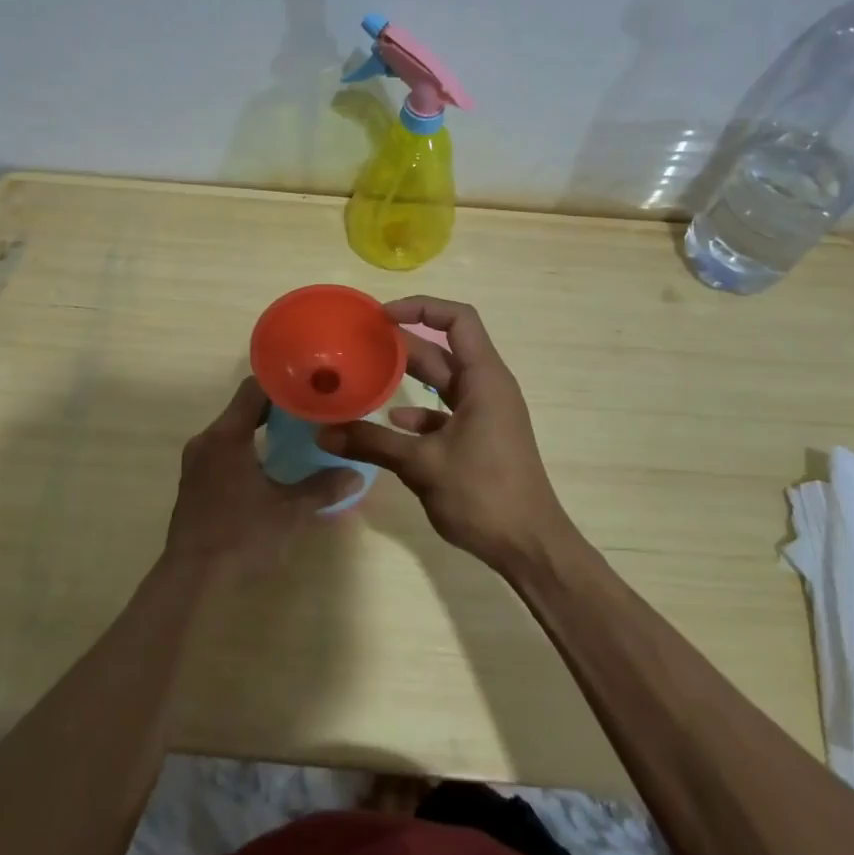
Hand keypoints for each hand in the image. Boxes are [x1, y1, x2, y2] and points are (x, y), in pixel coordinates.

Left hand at [164, 378, 355, 577]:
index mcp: (226, 436)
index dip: (283, 382)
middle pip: (243, 407)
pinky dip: (248, 446)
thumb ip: (322, 488)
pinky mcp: (195, 481)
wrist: (192, 580)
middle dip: (278, 406)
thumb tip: (355, 473)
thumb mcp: (289, 512)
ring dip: (262, 428)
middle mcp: (207, 440)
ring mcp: (197, 461)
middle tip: (312, 410)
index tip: (310, 384)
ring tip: (298, 433)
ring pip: (233, 429)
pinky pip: (224, 449)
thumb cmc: (241, 537)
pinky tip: (271, 462)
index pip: (253, 388)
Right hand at [318, 296, 575, 572]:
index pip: (457, 320)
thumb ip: (372, 443)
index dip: (421, 308)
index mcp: (484, 379)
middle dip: (402, 345)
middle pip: (443, 350)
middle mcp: (486, 388)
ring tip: (365, 378)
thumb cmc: (484, 494)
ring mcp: (484, 414)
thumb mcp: (422, 465)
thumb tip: (324, 433)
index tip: (381, 317)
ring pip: (441, 383)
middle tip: (359, 345)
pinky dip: (418, 413)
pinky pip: (444, 412)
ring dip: (407, 378)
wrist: (530, 546)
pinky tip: (390, 424)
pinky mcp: (479, 438)